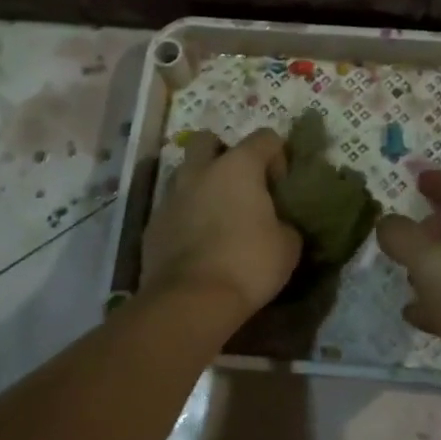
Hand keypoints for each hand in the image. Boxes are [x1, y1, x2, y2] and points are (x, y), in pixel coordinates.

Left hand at [142, 129, 300, 319]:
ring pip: (185, 173)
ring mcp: (171, 196)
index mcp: (239, 166)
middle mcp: (201, 171)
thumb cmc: (248, 264)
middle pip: (208, 141)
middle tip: (239, 185)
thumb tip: (279, 224)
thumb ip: (285, 223)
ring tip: (216, 215)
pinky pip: (172, 208)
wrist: (190, 302)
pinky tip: (196, 243)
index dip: (278, 156)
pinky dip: (185, 216)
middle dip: (223, 154)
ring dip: (201, 185)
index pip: (265, 137)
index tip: (280, 187)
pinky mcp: (153, 224)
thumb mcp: (288, 245)